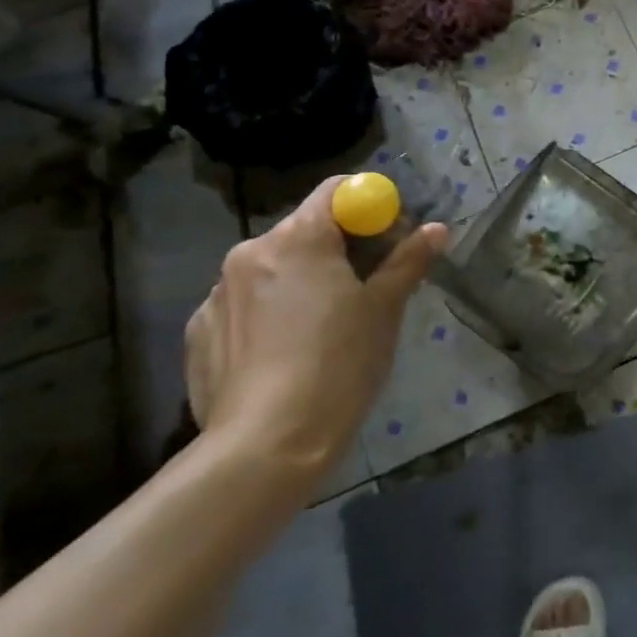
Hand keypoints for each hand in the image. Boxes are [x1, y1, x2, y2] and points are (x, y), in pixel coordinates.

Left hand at [184, 176, 448, 482]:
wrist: (266, 446)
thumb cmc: (339, 365)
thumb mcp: (384, 311)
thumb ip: (408, 261)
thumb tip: (437, 230)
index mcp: (298, 238)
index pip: (338, 191)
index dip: (370, 208)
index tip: (388, 241)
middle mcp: (250, 252)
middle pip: (305, 230)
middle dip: (339, 249)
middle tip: (366, 290)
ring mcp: (217, 293)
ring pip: (274, 269)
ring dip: (302, 282)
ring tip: (322, 331)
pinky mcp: (199, 332)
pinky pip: (244, 305)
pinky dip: (268, 314)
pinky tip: (283, 355)